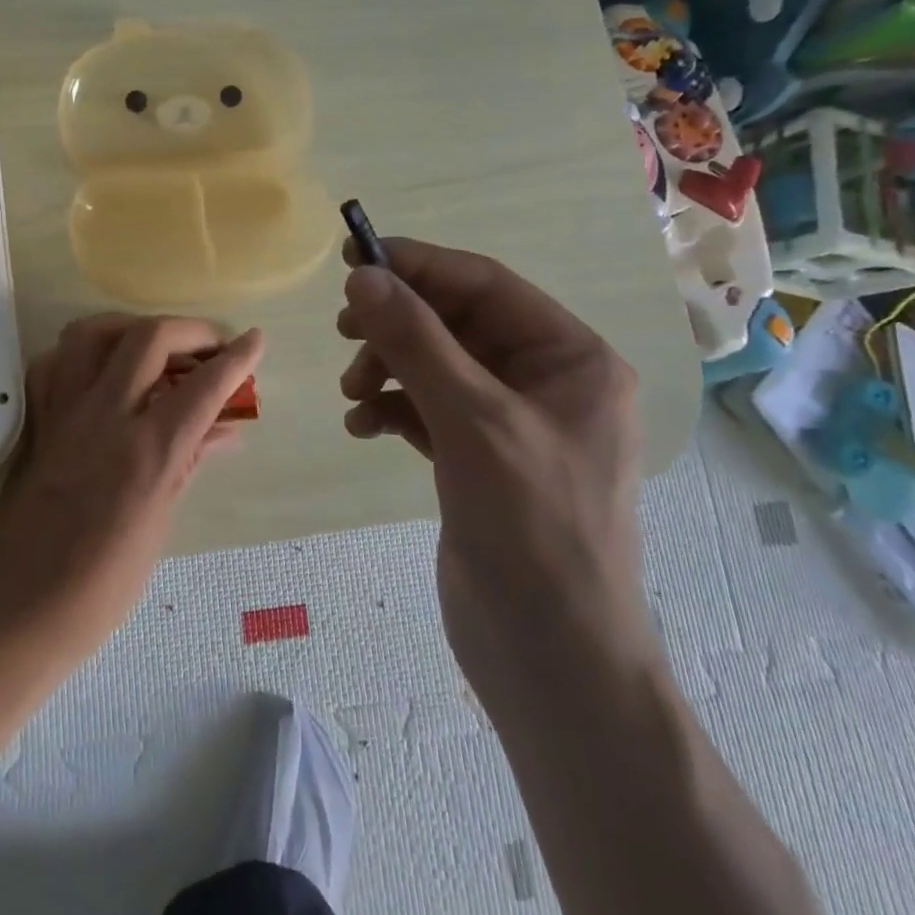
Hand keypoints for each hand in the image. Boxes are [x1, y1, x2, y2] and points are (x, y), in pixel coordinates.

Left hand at [0, 314, 263, 663]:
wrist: (15, 611)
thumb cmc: (100, 588)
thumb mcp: (159, 525)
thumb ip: (189, 463)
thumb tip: (224, 430)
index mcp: (146, 452)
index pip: (202, 386)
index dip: (237, 358)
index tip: (256, 339)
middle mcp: (103, 417)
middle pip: (148, 338)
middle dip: (189, 331)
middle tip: (211, 347)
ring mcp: (62, 413)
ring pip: (93, 333)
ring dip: (132, 328)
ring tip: (156, 348)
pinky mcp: (35, 421)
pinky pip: (57, 363)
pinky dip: (84, 355)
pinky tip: (103, 373)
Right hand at [335, 238, 653, 700]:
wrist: (550, 658)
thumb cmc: (532, 528)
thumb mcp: (472, 421)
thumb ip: (416, 342)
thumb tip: (363, 276)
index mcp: (571, 359)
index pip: (484, 285)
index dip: (418, 265)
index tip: (353, 256)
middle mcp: (545, 381)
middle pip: (456, 322)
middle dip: (398, 323)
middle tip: (343, 327)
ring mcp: (510, 422)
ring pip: (436, 364)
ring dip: (389, 366)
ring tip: (354, 390)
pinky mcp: (478, 458)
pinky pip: (427, 408)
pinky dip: (392, 407)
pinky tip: (363, 425)